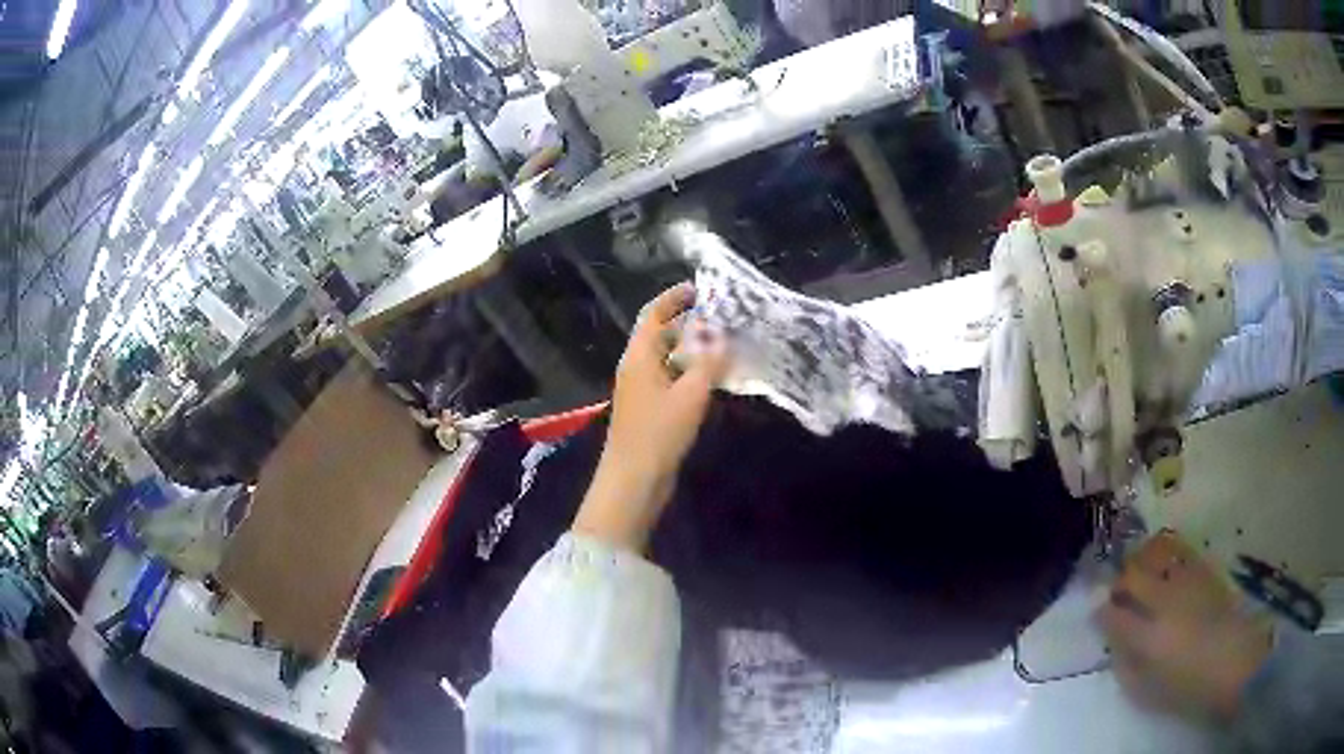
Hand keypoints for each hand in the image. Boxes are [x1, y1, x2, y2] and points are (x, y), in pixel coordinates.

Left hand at [573, 283, 727, 550]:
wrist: (634, 481)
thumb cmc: (658, 433)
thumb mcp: (690, 394)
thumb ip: (708, 362)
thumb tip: (721, 335)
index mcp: (639, 357)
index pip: (653, 315)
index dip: (674, 299)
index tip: (700, 289)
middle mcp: (637, 368)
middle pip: (661, 336)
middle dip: (689, 324)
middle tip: (723, 318)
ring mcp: (642, 391)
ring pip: (668, 360)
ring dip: (692, 350)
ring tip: (725, 344)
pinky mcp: (650, 411)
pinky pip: (672, 381)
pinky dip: (690, 373)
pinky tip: (713, 379)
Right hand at [1096, 532, 1272, 721]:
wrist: (1234, 661)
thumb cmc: (1187, 685)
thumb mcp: (1148, 691)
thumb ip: (1127, 667)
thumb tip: (1115, 645)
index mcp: (1147, 637)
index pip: (1113, 615)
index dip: (1101, 612)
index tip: (1098, 614)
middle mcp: (1164, 601)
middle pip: (1132, 576)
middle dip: (1119, 581)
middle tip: (1117, 591)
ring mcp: (1186, 581)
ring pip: (1156, 554)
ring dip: (1141, 559)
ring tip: (1138, 568)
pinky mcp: (1205, 571)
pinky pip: (1180, 551)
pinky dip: (1167, 551)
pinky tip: (1165, 560)